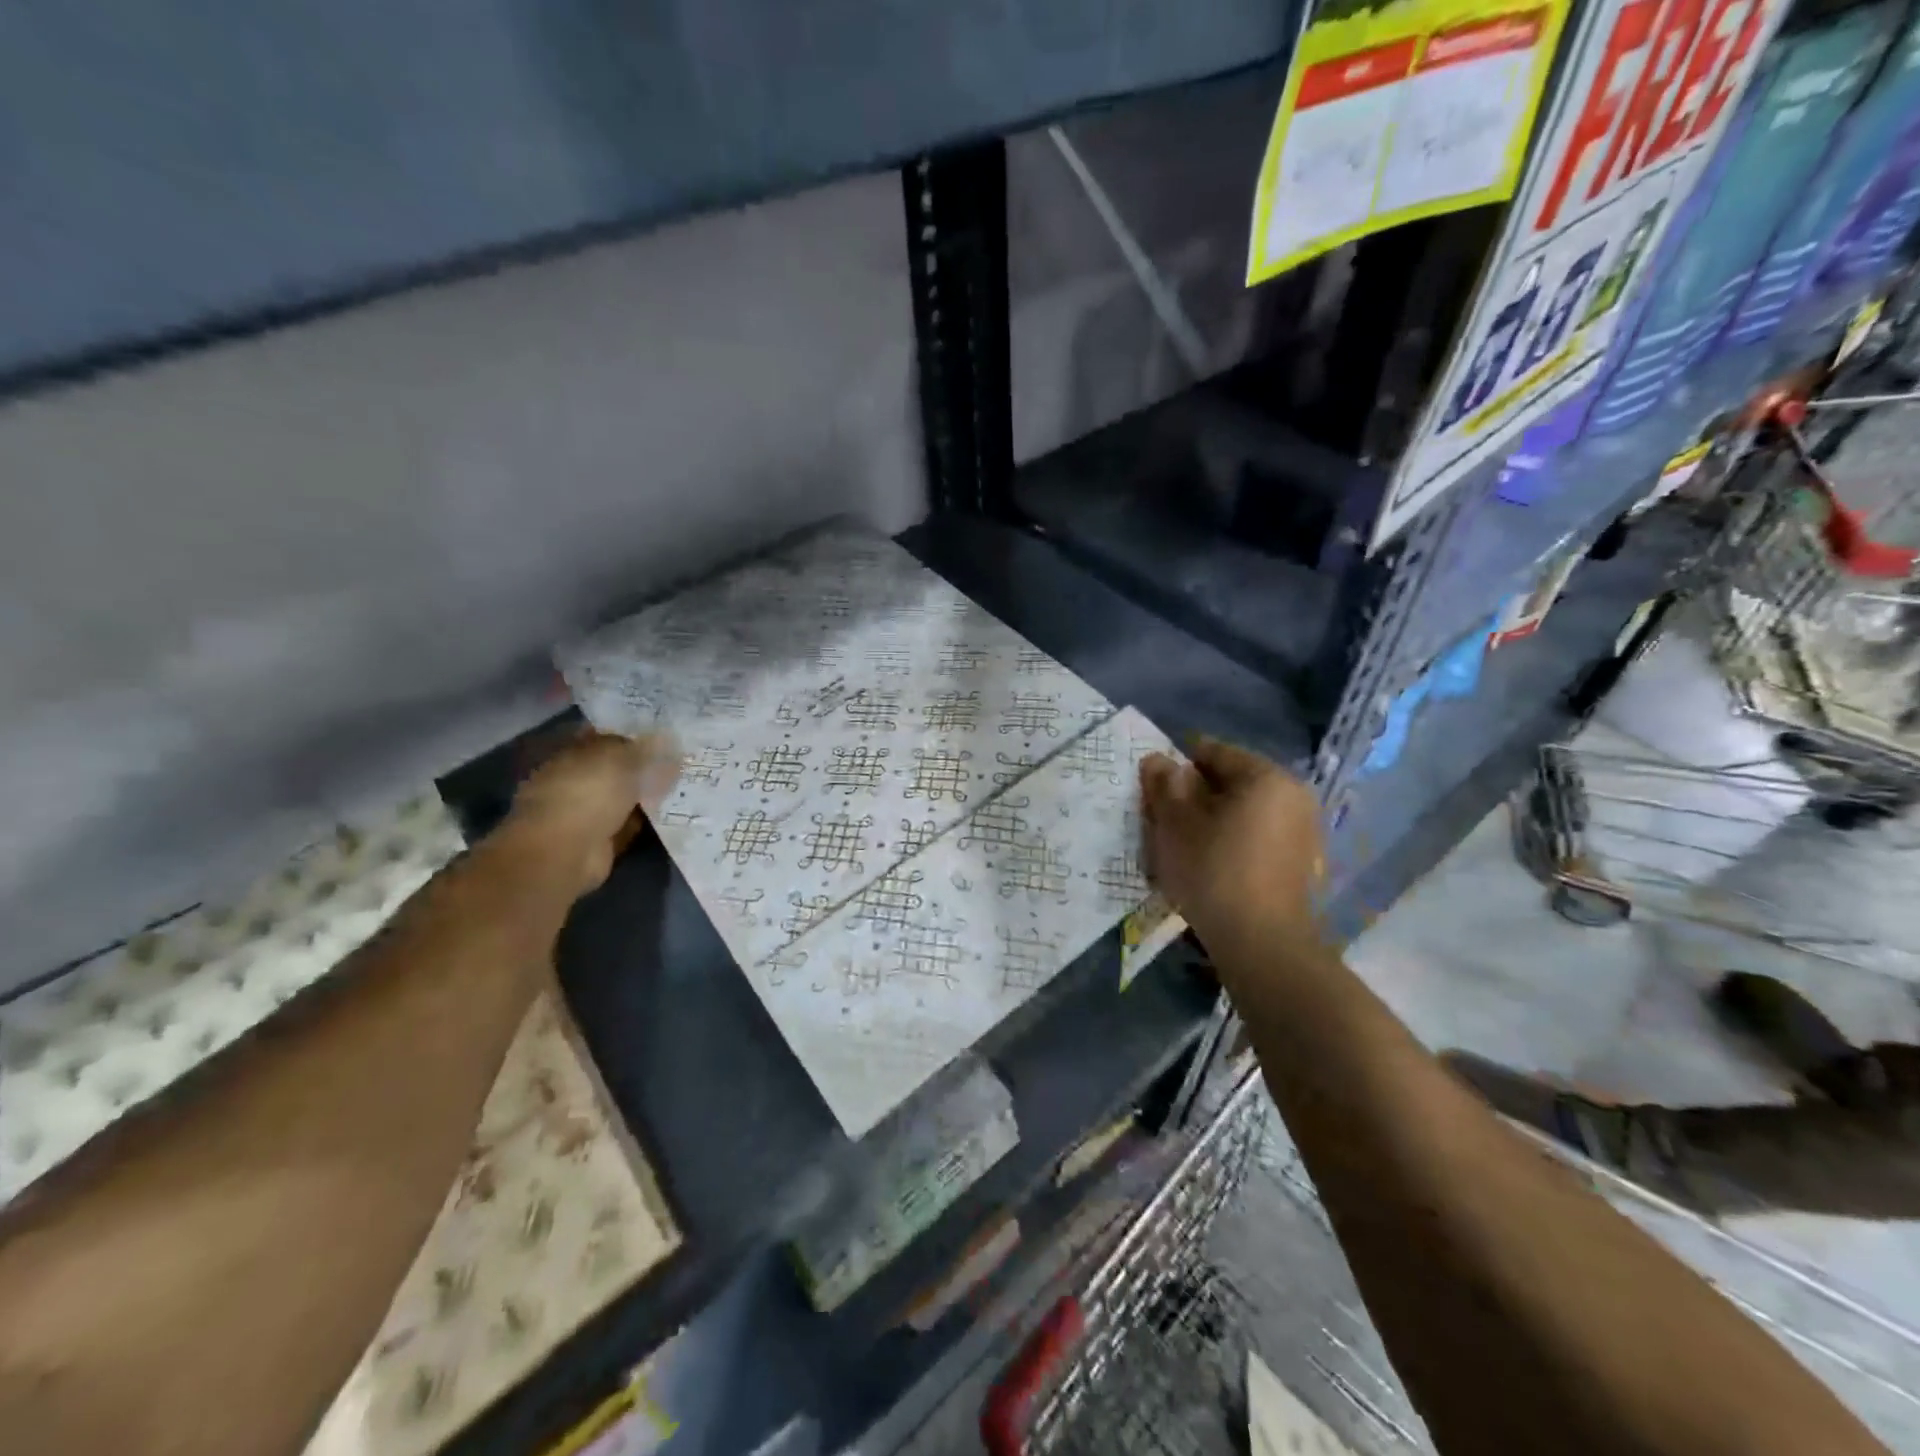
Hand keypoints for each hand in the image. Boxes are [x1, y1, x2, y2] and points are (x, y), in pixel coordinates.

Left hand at [504, 730, 680, 895]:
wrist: (567, 851)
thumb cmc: (588, 792)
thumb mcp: (620, 757)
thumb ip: (643, 747)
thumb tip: (665, 739)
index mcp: (571, 753)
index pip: (605, 737)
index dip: (634, 735)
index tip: (664, 736)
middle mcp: (575, 780)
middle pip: (616, 768)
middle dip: (644, 766)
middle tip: (679, 760)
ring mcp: (585, 812)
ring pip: (624, 796)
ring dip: (646, 793)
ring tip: (682, 785)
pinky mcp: (599, 840)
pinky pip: (629, 823)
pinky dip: (645, 819)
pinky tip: (670, 812)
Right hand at [1139, 737, 1327, 961]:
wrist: (1261, 944)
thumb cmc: (1213, 871)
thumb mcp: (1175, 824)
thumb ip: (1165, 785)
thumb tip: (1159, 760)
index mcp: (1266, 776)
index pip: (1213, 752)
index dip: (1178, 767)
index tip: (1155, 792)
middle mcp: (1294, 795)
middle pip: (1232, 782)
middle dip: (1197, 796)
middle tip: (1166, 822)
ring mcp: (1304, 831)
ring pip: (1245, 811)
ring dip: (1214, 820)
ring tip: (1186, 847)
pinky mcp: (1303, 863)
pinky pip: (1259, 837)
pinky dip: (1233, 841)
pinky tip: (1213, 866)